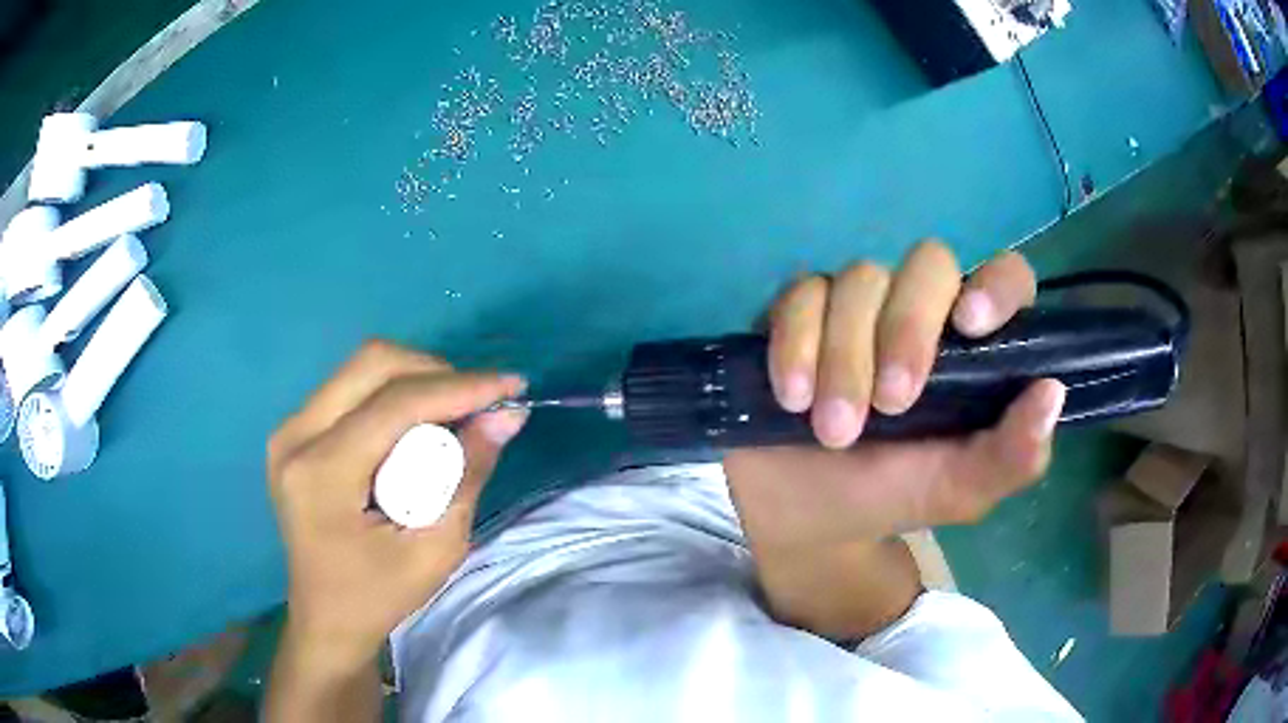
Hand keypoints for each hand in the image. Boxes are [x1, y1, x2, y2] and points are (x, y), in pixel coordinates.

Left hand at [266, 341, 528, 674]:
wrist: (326, 618)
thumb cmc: (378, 597)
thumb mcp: (435, 549)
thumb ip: (468, 476)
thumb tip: (506, 417)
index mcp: (321, 473)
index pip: (394, 404)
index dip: (458, 388)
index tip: (511, 386)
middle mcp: (295, 436)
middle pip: (372, 363)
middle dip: (436, 373)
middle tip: (479, 403)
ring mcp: (290, 429)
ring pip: (361, 368)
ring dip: (416, 381)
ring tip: (453, 416)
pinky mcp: (295, 431)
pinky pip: (351, 388)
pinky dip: (394, 394)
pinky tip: (417, 427)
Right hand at [725, 242, 1064, 550]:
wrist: (801, 515)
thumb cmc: (888, 497)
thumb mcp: (958, 490)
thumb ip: (1012, 456)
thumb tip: (1053, 392)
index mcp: (972, 347)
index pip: (1005, 278)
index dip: (996, 286)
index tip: (972, 324)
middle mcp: (921, 310)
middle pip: (928, 264)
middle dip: (907, 330)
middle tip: (890, 406)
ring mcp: (859, 304)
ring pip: (860, 280)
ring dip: (845, 356)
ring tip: (832, 430)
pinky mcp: (801, 310)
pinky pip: (801, 295)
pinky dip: (796, 344)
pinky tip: (792, 397)